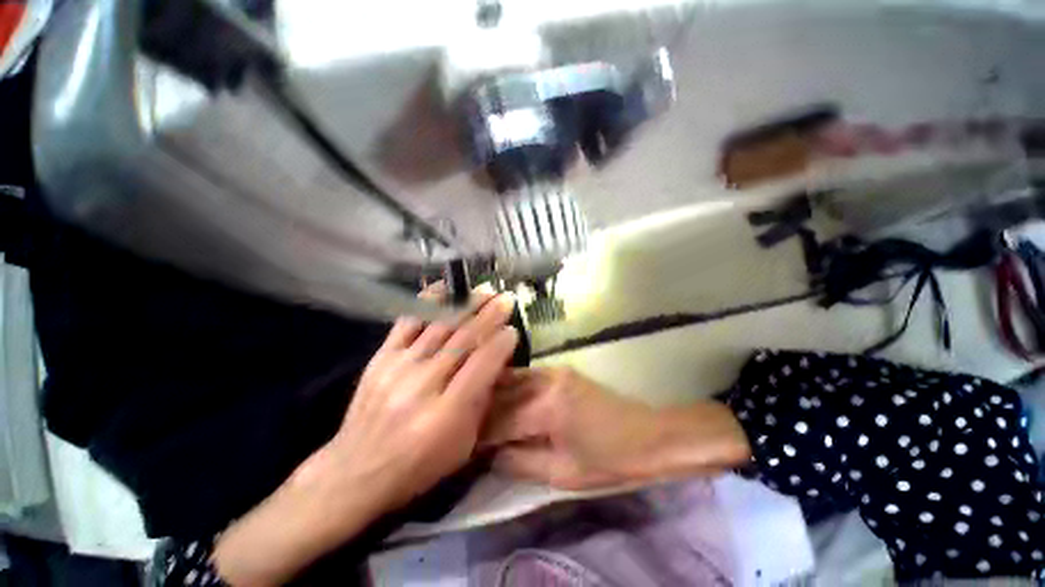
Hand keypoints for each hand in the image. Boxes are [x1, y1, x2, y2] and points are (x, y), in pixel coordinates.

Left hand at [322, 290, 519, 510]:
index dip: (501, 343)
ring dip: (466, 304)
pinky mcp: (381, 358)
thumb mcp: (462, 446)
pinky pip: (407, 321)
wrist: (355, 470)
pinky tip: (445, 288)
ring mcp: (399, 367)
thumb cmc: (418, 465)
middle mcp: (424, 384)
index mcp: (447, 412)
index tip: (513, 329)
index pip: (482, 365)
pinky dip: (429, 302)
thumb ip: (481, 402)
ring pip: (440, 326)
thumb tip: (495, 364)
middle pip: (463, 339)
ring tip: (484, 291)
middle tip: (505, 298)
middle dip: (489, 314)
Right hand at [483, 367, 750, 489]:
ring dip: (493, 395)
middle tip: (463, 426)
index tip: (460, 445)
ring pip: (511, 379)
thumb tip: (489, 455)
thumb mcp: (562, 474)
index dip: (477, 434)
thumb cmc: (609, 460)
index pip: (498, 420)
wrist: (648, 435)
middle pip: (501, 394)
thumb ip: (520, 462)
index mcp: (546, 408)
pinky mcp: (560, 369)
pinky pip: (526, 375)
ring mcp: (554, 370)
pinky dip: (510, 386)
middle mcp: (546, 380)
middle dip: (480, 411)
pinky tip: (500, 398)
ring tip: (477, 412)